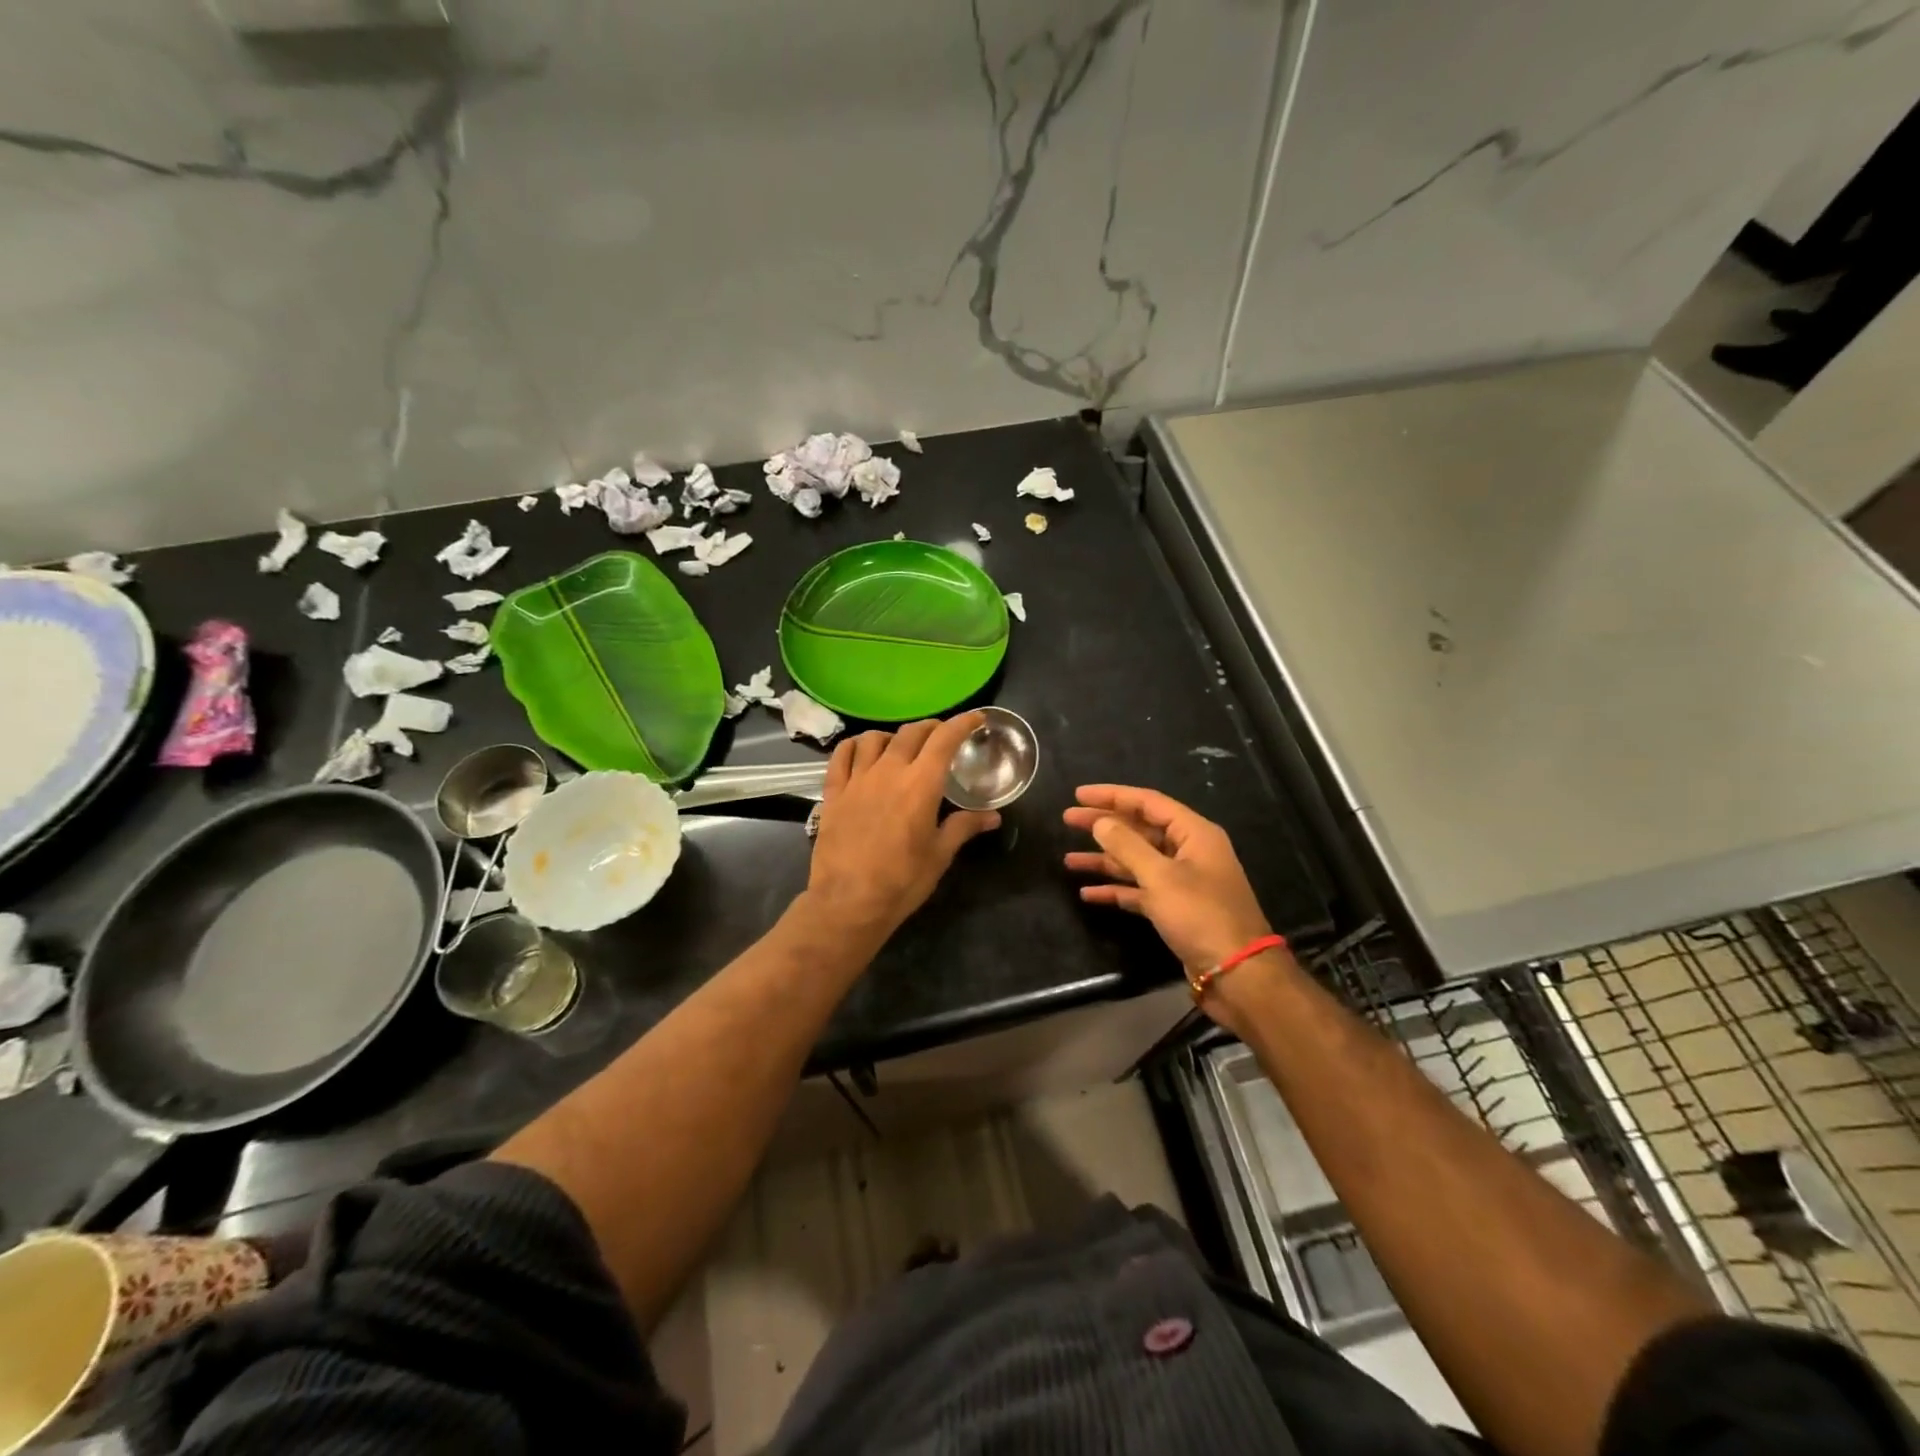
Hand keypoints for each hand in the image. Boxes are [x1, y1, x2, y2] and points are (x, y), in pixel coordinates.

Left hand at [806, 714, 999, 937]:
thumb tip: (993, 816)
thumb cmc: (902, 881)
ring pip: (874, 738)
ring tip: (901, 746)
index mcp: (921, 784)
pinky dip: (854, 746)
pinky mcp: (833, 792)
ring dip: (893, 736)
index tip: (976, 718)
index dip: (962, 723)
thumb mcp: (940, 854)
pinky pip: (841, 756)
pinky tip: (861, 751)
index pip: (945, 739)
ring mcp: (857, 779)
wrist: (849, 902)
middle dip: (931, 728)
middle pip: (911, 733)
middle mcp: (889, 771)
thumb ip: (964, 827)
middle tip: (941, 736)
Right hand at [1063, 785, 1272, 974]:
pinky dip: (1116, 889)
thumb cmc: (1201, 916)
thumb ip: (1127, 846)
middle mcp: (1189, 852)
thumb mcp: (1161, 877)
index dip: (1112, 796)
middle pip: (1140, 829)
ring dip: (1104, 860)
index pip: (1148, 802)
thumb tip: (1100, 822)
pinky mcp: (1175, 908)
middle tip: (1068, 819)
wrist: (1237, 974)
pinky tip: (1088, 893)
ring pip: (1137, 861)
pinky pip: (1140, 890)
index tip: (1079, 794)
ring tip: (1069, 860)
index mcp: (1194, 834)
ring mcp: (1183, 881)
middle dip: (1104, 826)